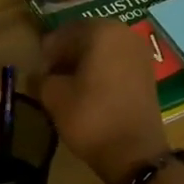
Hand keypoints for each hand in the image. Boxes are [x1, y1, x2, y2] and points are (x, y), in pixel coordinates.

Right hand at [39, 20, 169, 183]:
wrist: (134, 153)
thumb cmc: (90, 118)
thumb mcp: (53, 96)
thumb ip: (40, 78)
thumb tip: (38, 75)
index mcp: (100, 31)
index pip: (62, 35)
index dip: (45, 55)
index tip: (36, 75)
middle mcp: (124, 33)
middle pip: (84, 39)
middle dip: (65, 57)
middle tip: (50, 80)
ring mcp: (140, 52)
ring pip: (101, 51)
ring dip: (83, 65)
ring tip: (68, 88)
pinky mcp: (147, 72)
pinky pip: (116, 64)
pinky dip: (101, 73)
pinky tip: (89, 93)